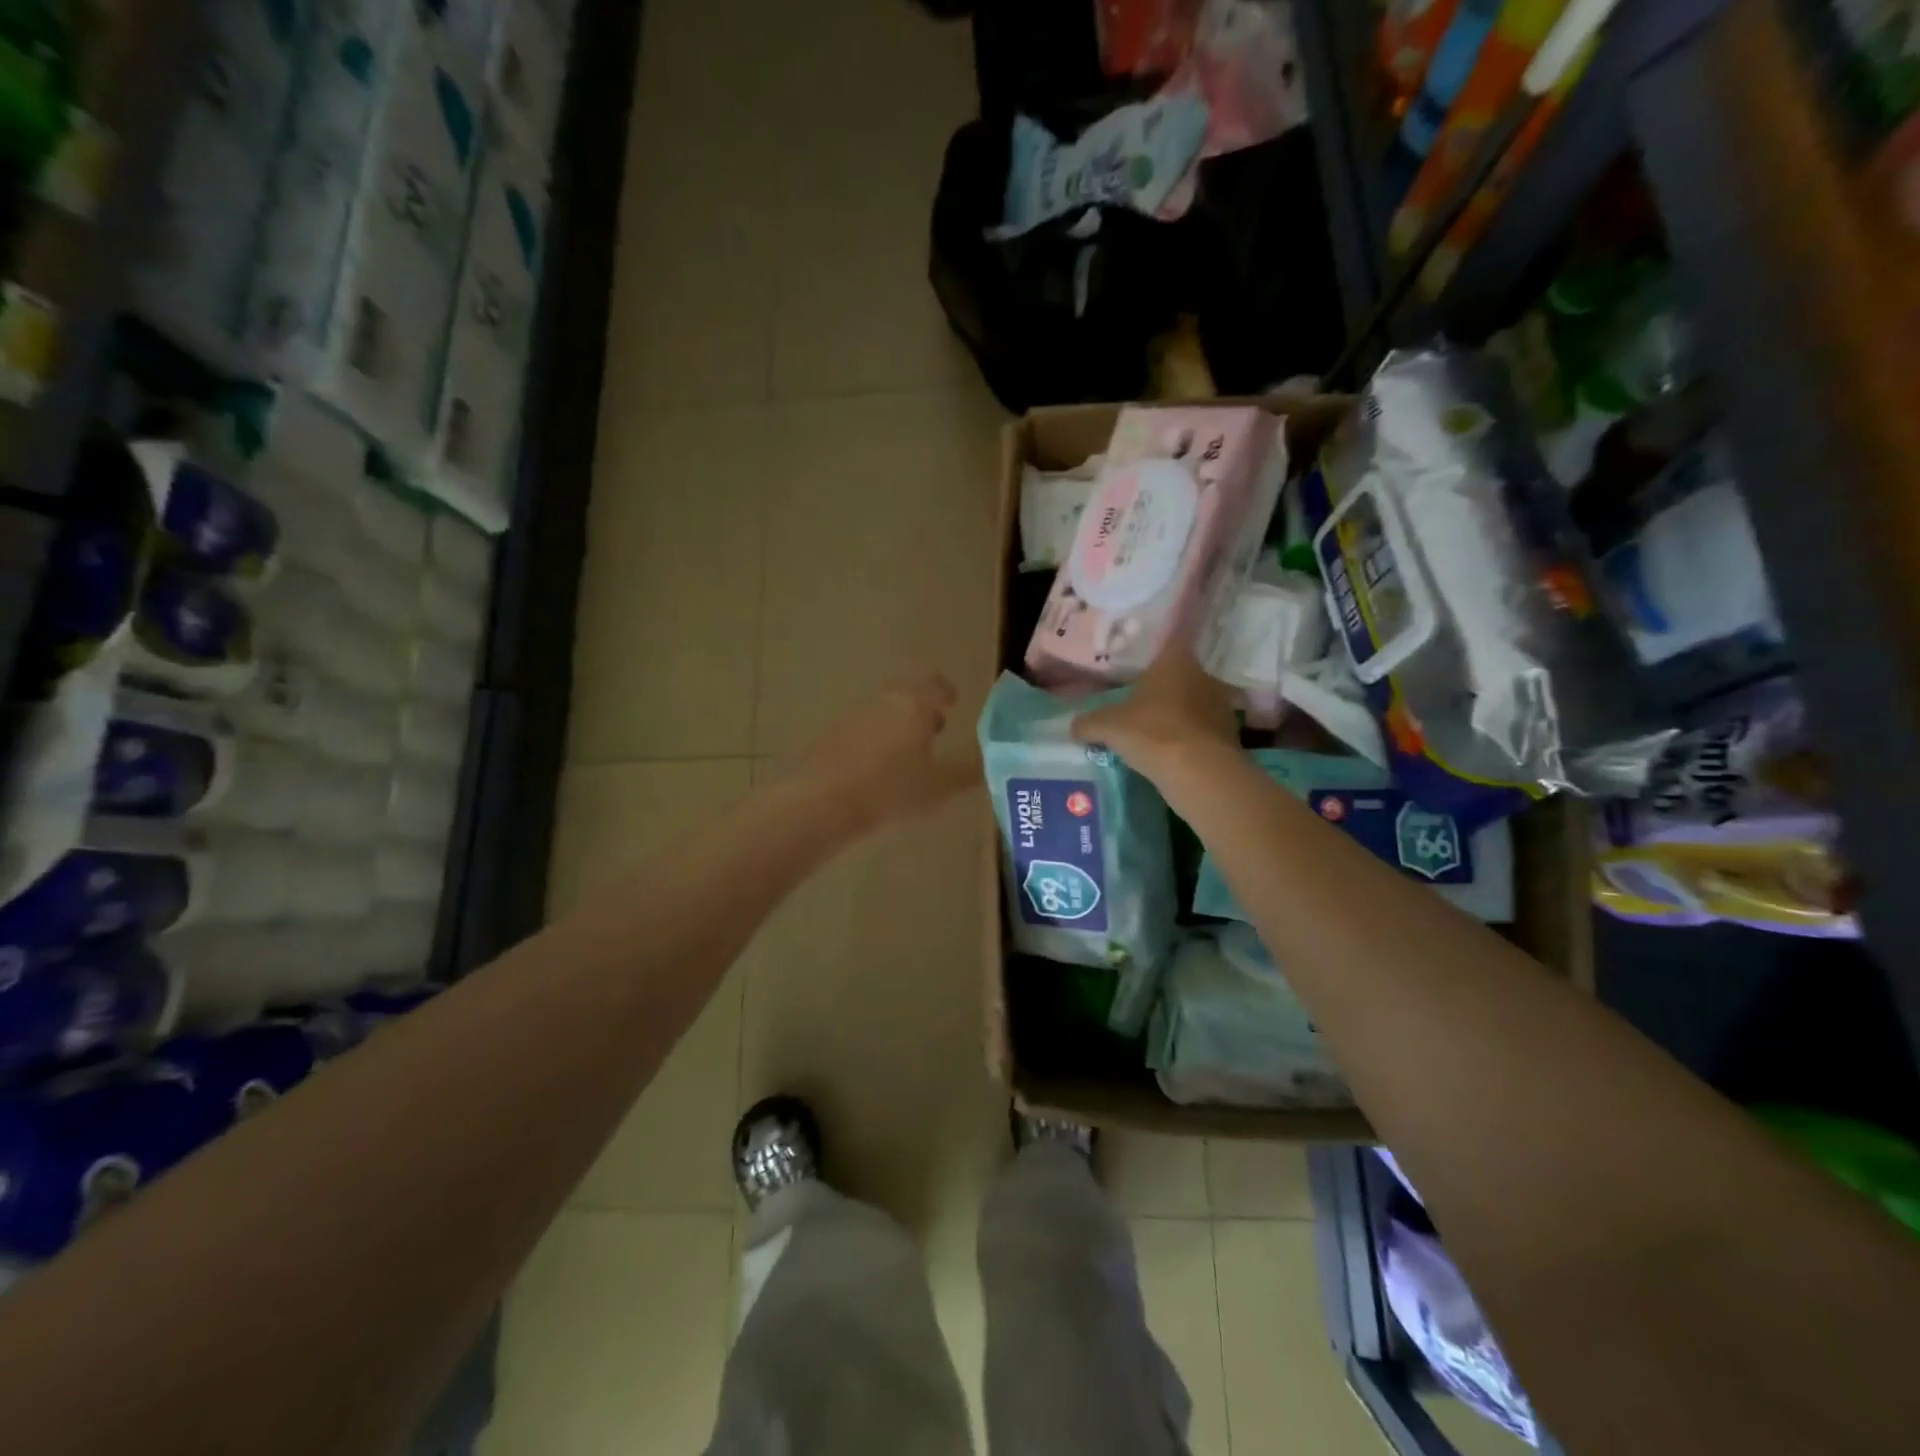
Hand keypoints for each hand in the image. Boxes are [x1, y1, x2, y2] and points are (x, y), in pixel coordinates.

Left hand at [800, 674, 981, 832]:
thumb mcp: (940, 786)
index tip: (953, 702)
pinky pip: (863, 730)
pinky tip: (879, 768)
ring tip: (910, 753)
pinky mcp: (831, 737)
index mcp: (914, 704)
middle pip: (907, 694)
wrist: (821, 802)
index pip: (936, 685)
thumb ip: (968, 771)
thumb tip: (995, 758)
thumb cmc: (891, 789)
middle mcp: (884, 701)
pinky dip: (877, 741)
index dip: (946, 693)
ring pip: (884, 712)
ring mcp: (853, 717)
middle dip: (922, 709)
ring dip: (899, 725)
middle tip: (936, 727)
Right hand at [1072, 643, 1238, 782]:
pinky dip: (1190, 737)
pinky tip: (1173, 752)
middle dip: (1163, 686)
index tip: (1150, 650)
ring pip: (1194, 702)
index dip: (1161, 642)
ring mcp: (1220, 706)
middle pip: (1181, 674)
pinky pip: (1203, 730)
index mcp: (1175, 661)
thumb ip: (1089, 723)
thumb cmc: (1152, 733)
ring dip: (1179, 713)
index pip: (1172, 638)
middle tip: (1142, 699)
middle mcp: (1203, 676)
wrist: (1200, 773)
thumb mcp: (1109, 727)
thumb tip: (1073, 726)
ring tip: (1156, 729)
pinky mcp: (1229, 735)